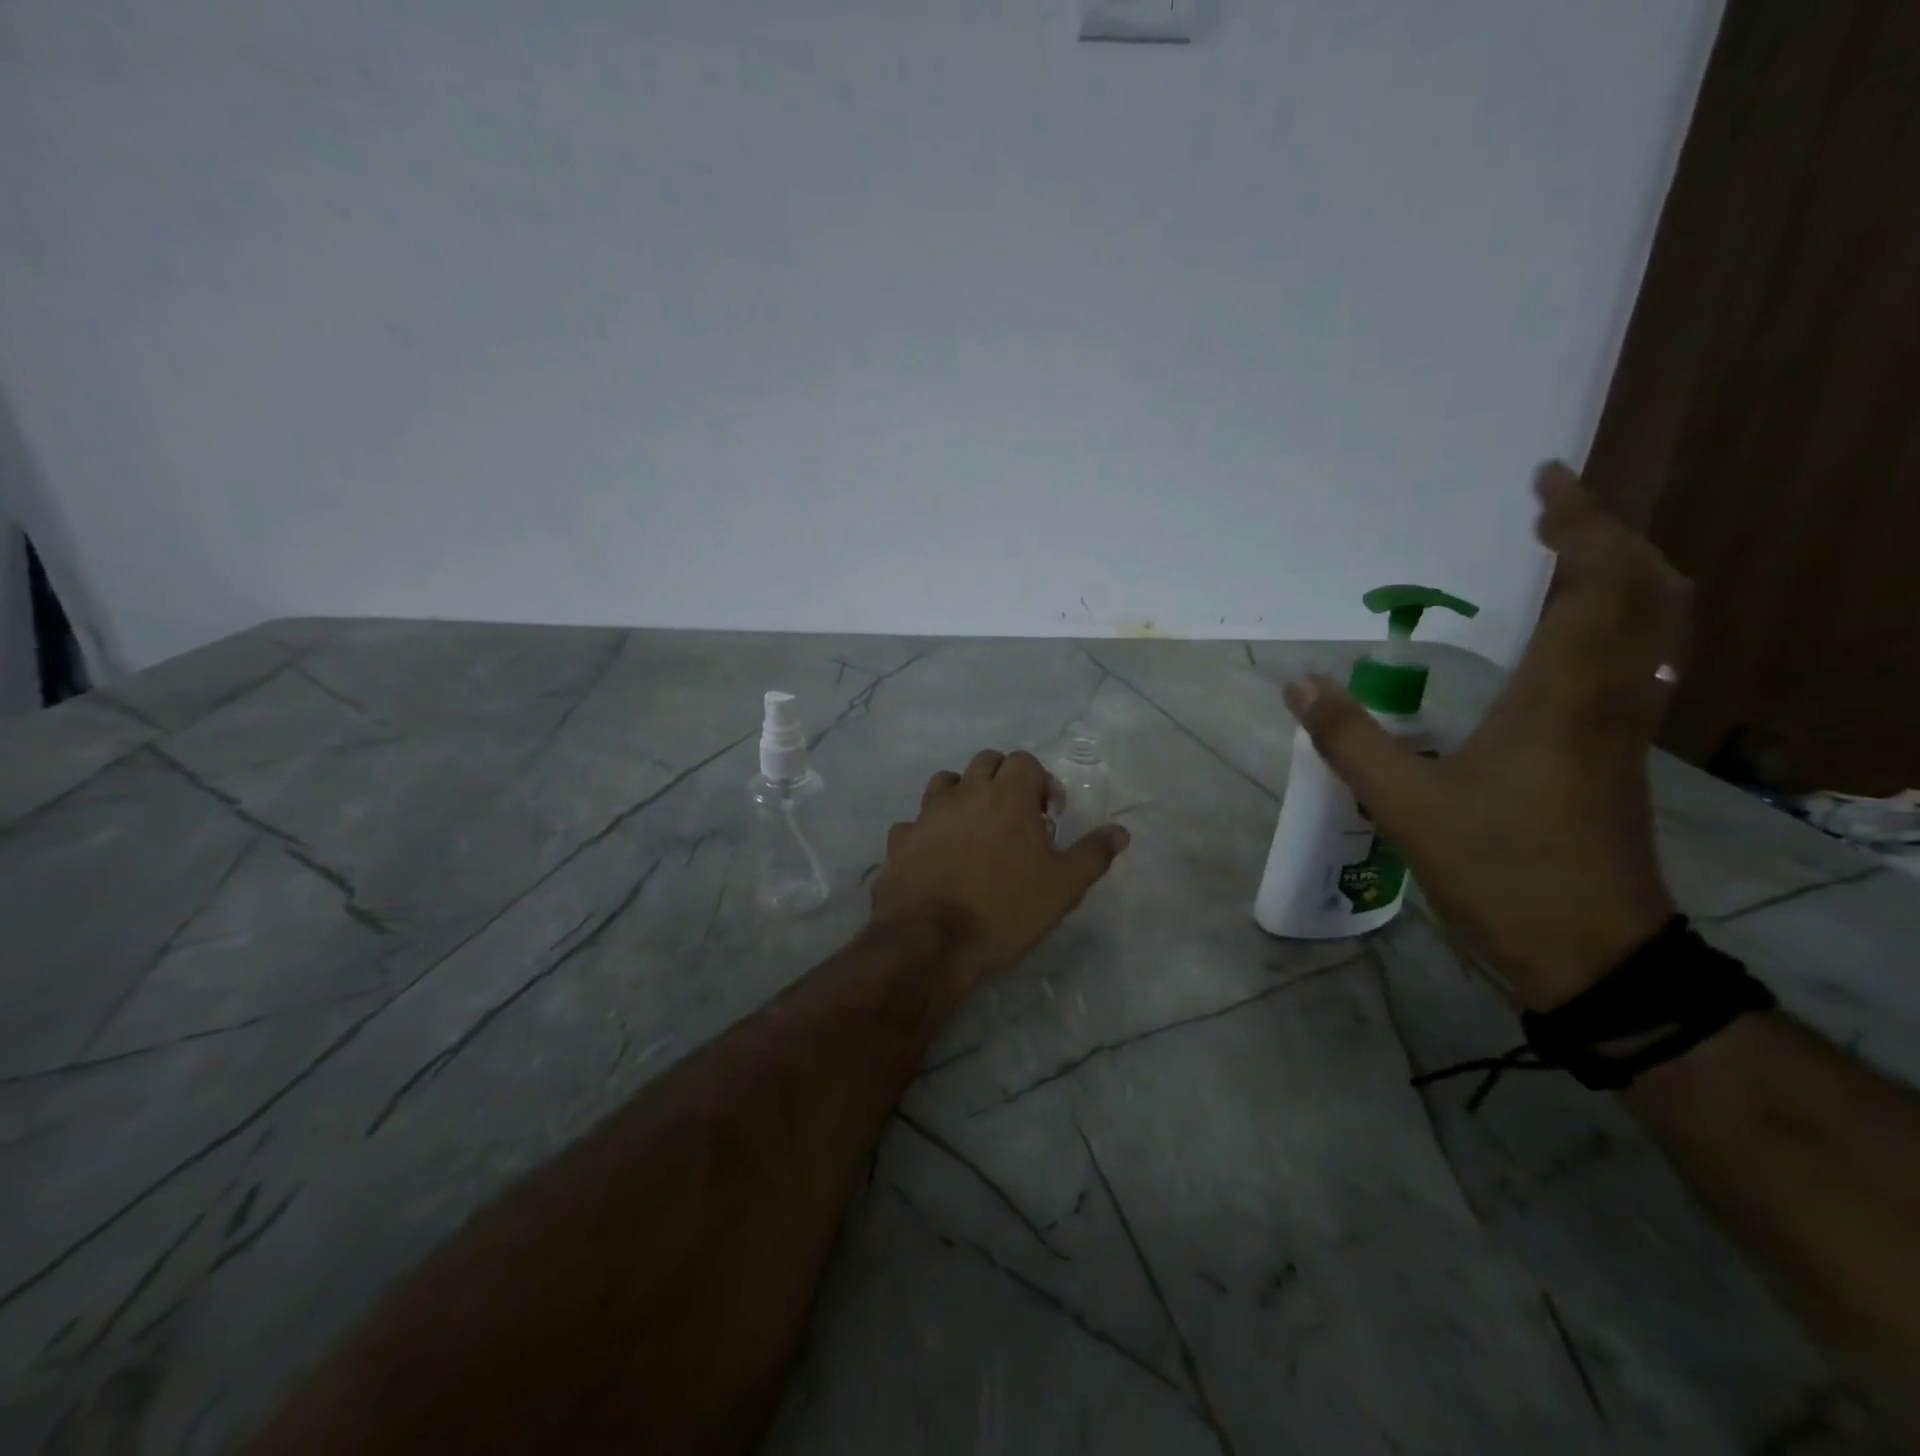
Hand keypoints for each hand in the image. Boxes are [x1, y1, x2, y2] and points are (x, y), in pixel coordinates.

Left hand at [869, 749, 1130, 993]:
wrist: (931, 942)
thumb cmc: (1006, 909)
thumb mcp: (1064, 886)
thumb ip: (1093, 853)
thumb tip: (1120, 830)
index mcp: (1007, 796)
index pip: (1025, 761)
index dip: (1041, 783)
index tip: (1048, 817)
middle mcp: (965, 793)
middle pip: (985, 762)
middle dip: (1003, 780)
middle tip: (1016, 819)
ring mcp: (927, 814)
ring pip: (945, 783)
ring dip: (963, 796)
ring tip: (974, 832)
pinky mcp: (899, 841)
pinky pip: (915, 823)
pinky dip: (928, 831)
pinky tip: (936, 858)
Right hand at [1286, 463, 1687, 1008]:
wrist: (1594, 956)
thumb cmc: (1503, 871)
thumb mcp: (1407, 805)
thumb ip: (1350, 739)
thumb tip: (1300, 683)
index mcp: (1565, 696)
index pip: (1597, 583)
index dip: (1579, 522)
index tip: (1545, 483)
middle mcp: (1613, 697)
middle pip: (1651, 591)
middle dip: (1610, 537)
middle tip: (1553, 515)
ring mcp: (1626, 729)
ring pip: (1657, 627)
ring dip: (1623, 576)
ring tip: (1564, 559)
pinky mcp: (1620, 756)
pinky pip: (1638, 662)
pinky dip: (1616, 622)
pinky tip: (1567, 639)